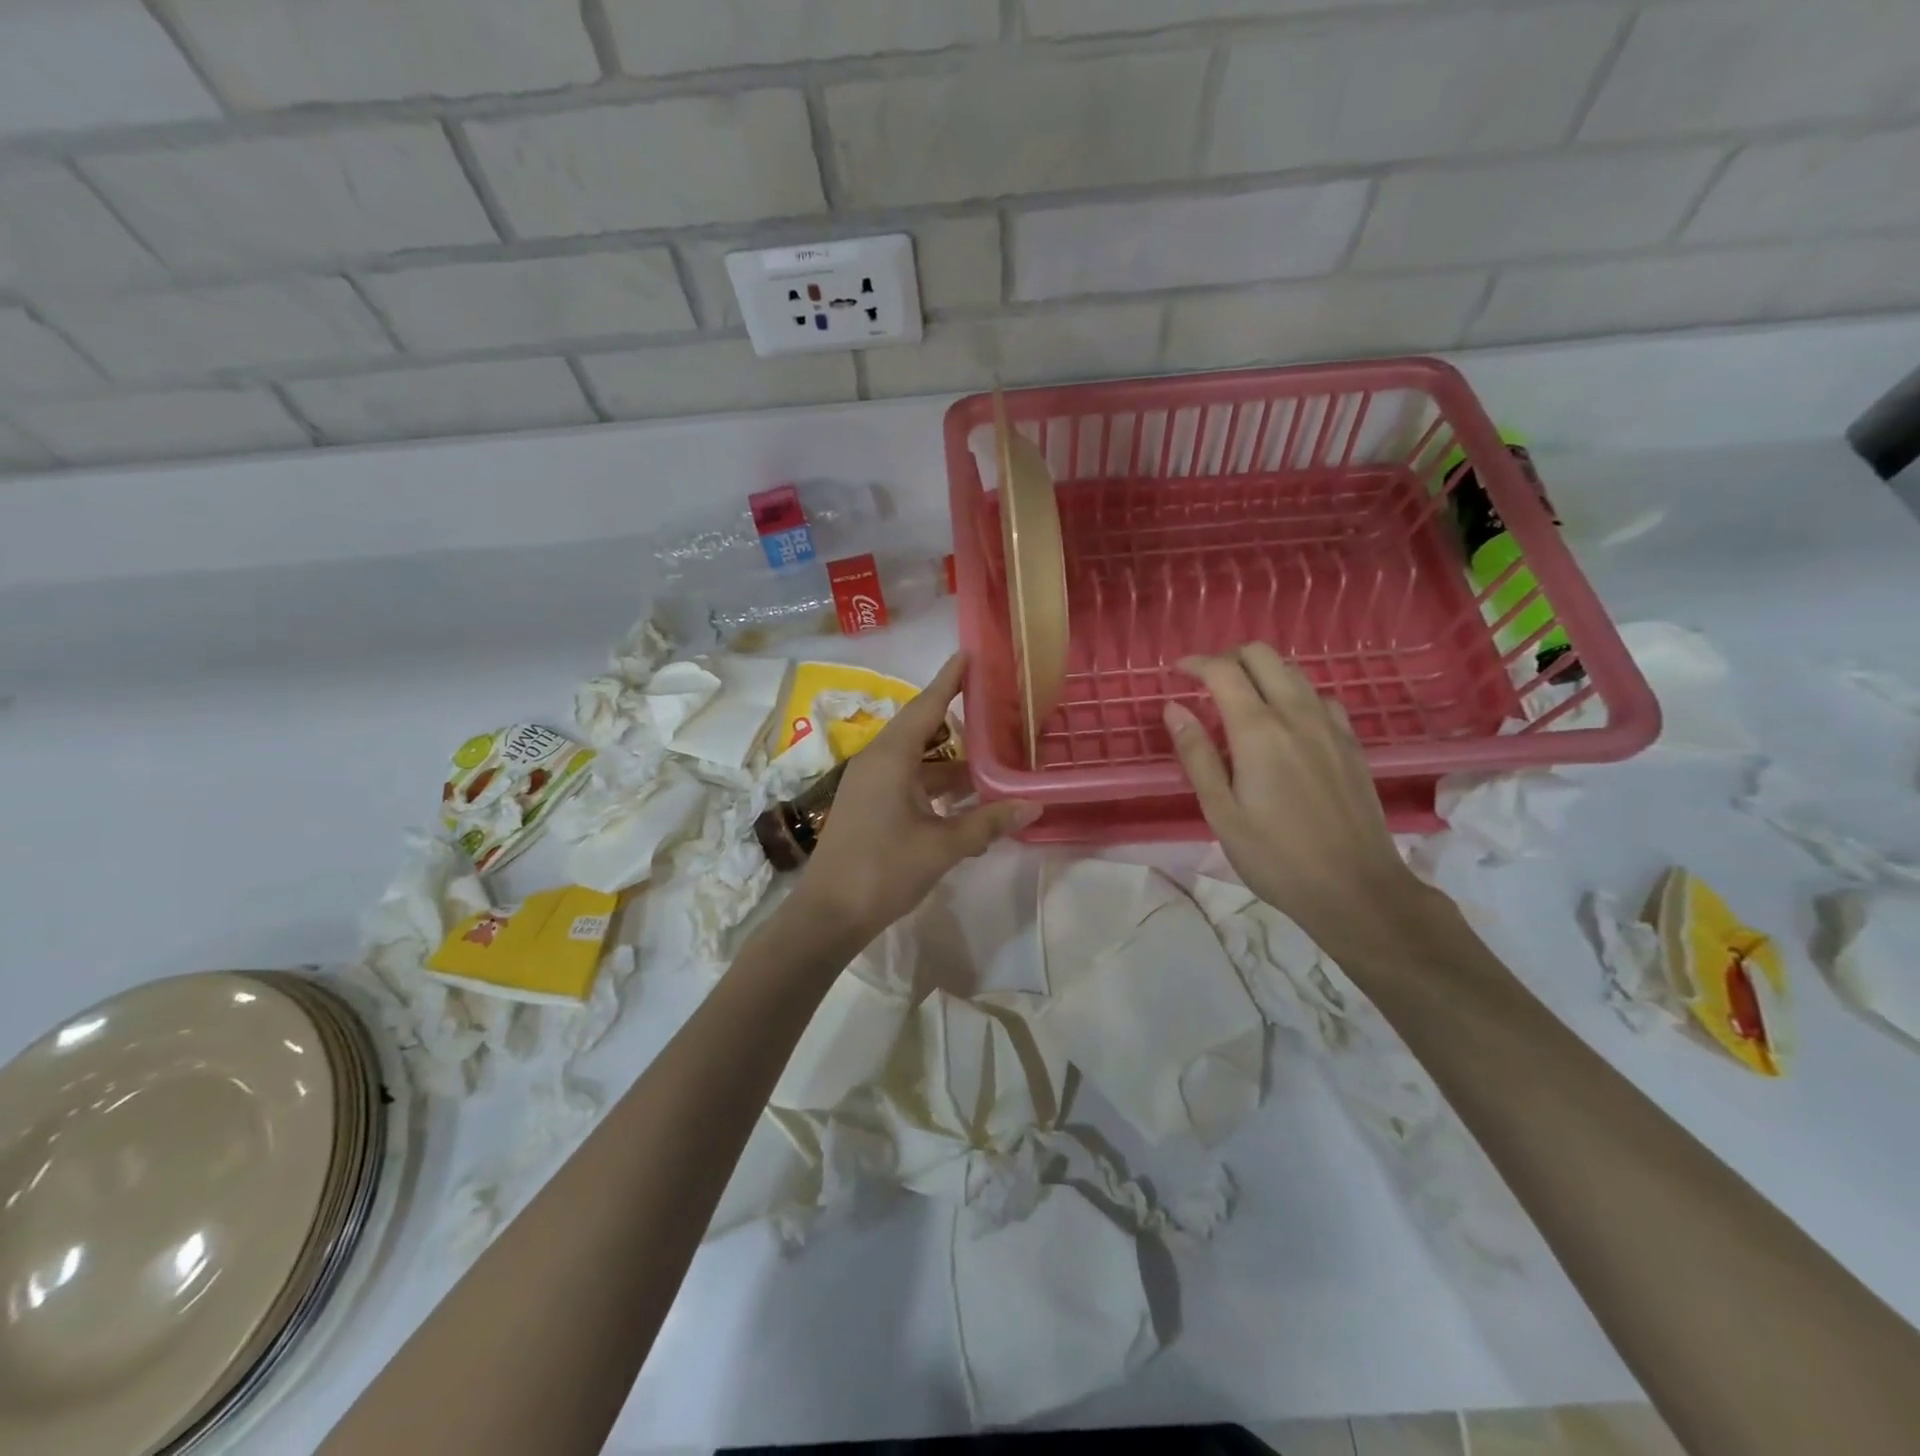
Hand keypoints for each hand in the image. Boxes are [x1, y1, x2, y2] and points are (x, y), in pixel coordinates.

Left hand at [799, 653, 1038, 940]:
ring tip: (991, 758)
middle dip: (956, 719)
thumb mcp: (942, 846)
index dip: (950, 679)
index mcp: (891, 757)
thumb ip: (988, 822)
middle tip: (993, 706)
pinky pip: (907, 781)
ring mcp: (869, 784)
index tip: (970, 654)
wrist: (829, 913)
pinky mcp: (868, 805)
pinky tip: (965, 801)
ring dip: (950, 762)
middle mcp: (877, 761)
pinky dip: (935, 785)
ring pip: (916, 760)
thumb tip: (1033, 804)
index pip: (926, 705)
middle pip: (921, 728)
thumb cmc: (884, 870)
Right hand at [1166, 644, 1428, 952]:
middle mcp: (1297, 715)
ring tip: (1239, 702)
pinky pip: (1319, 697)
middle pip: (1262, 656)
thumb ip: (1196, 754)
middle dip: (1228, 658)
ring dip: (1261, 673)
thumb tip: (1173, 708)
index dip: (1195, 663)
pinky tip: (1284, 724)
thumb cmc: (1275, 857)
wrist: (1356, 889)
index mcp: (1258, 731)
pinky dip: (1292, 694)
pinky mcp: (1351, 742)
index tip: (1176, 672)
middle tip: (1205, 684)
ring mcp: (1330, 726)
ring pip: (1293, 671)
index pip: (1223, 671)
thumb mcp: (1221, 812)